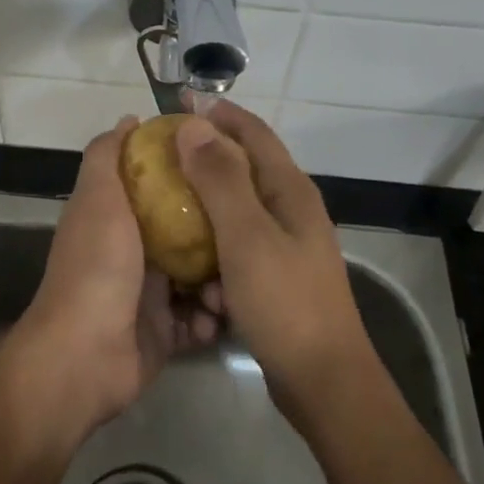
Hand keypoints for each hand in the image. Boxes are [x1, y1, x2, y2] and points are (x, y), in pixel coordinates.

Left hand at [17, 116, 222, 433]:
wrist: (85, 356)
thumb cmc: (97, 267)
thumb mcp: (98, 199)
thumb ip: (107, 156)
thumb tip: (130, 119)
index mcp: (118, 217)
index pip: (160, 184)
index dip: (190, 172)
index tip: (225, 163)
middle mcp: (135, 250)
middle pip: (188, 230)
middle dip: (219, 231)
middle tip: (249, 227)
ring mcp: (150, 294)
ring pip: (200, 276)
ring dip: (221, 280)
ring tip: (236, 282)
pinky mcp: (165, 332)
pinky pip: (199, 320)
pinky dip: (211, 319)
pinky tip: (220, 316)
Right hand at [173, 98, 370, 419]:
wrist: (324, 381)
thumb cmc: (284, 302)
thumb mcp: (246, 236)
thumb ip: (220, 179)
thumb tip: (194, 125)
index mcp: (289, 189)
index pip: (252, 132)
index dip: (217, 113)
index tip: (177, 102)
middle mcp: (291, 208)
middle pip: (244, 166)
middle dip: (204, 157)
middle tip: (160, 157)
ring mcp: (286, 243)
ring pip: (236, 208)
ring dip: (204, 207)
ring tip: (166, 210)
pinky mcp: (276, 274)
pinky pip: (236, 245)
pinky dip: (214, 248)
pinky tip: (194, 272)